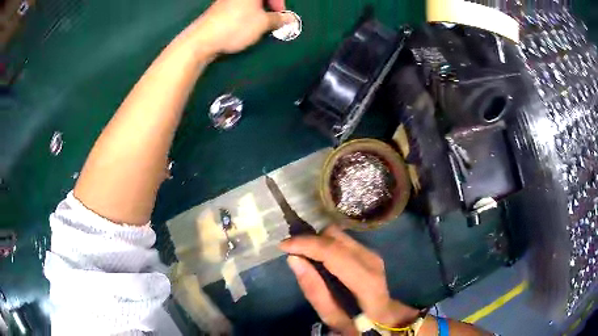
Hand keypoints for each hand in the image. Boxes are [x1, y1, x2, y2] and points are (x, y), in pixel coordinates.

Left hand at [191, 0, 290, 54]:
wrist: (203, 39)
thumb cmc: (237, 26)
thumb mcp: (263, 23)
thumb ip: (278, 19)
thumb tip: (289, 18)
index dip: (279, 3)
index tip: (281, 15)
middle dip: (269, 6)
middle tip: (272, 20)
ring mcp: (226, 0)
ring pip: (249, 3)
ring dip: (258, 11)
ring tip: (259, 25)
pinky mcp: (219, 9)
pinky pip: (239, 7)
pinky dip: (247, 14)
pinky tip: (245, 26)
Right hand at [279, 226, 420, 334]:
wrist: (384, 317)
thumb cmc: (359, 323)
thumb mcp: (333, 316)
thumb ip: (314, 290)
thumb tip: (293, 259)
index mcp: (366, 281)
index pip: (334, 252)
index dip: (307, 244)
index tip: (283, 246)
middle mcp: (371, 259)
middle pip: (335, 236)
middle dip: (310, 241)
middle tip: (292, 252)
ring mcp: (372, 253)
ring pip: (338, 235)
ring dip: (317, 242)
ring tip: (303, 255)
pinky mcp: (368, 251)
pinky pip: (342, 240)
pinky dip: (325, 244)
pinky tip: (318, 258)